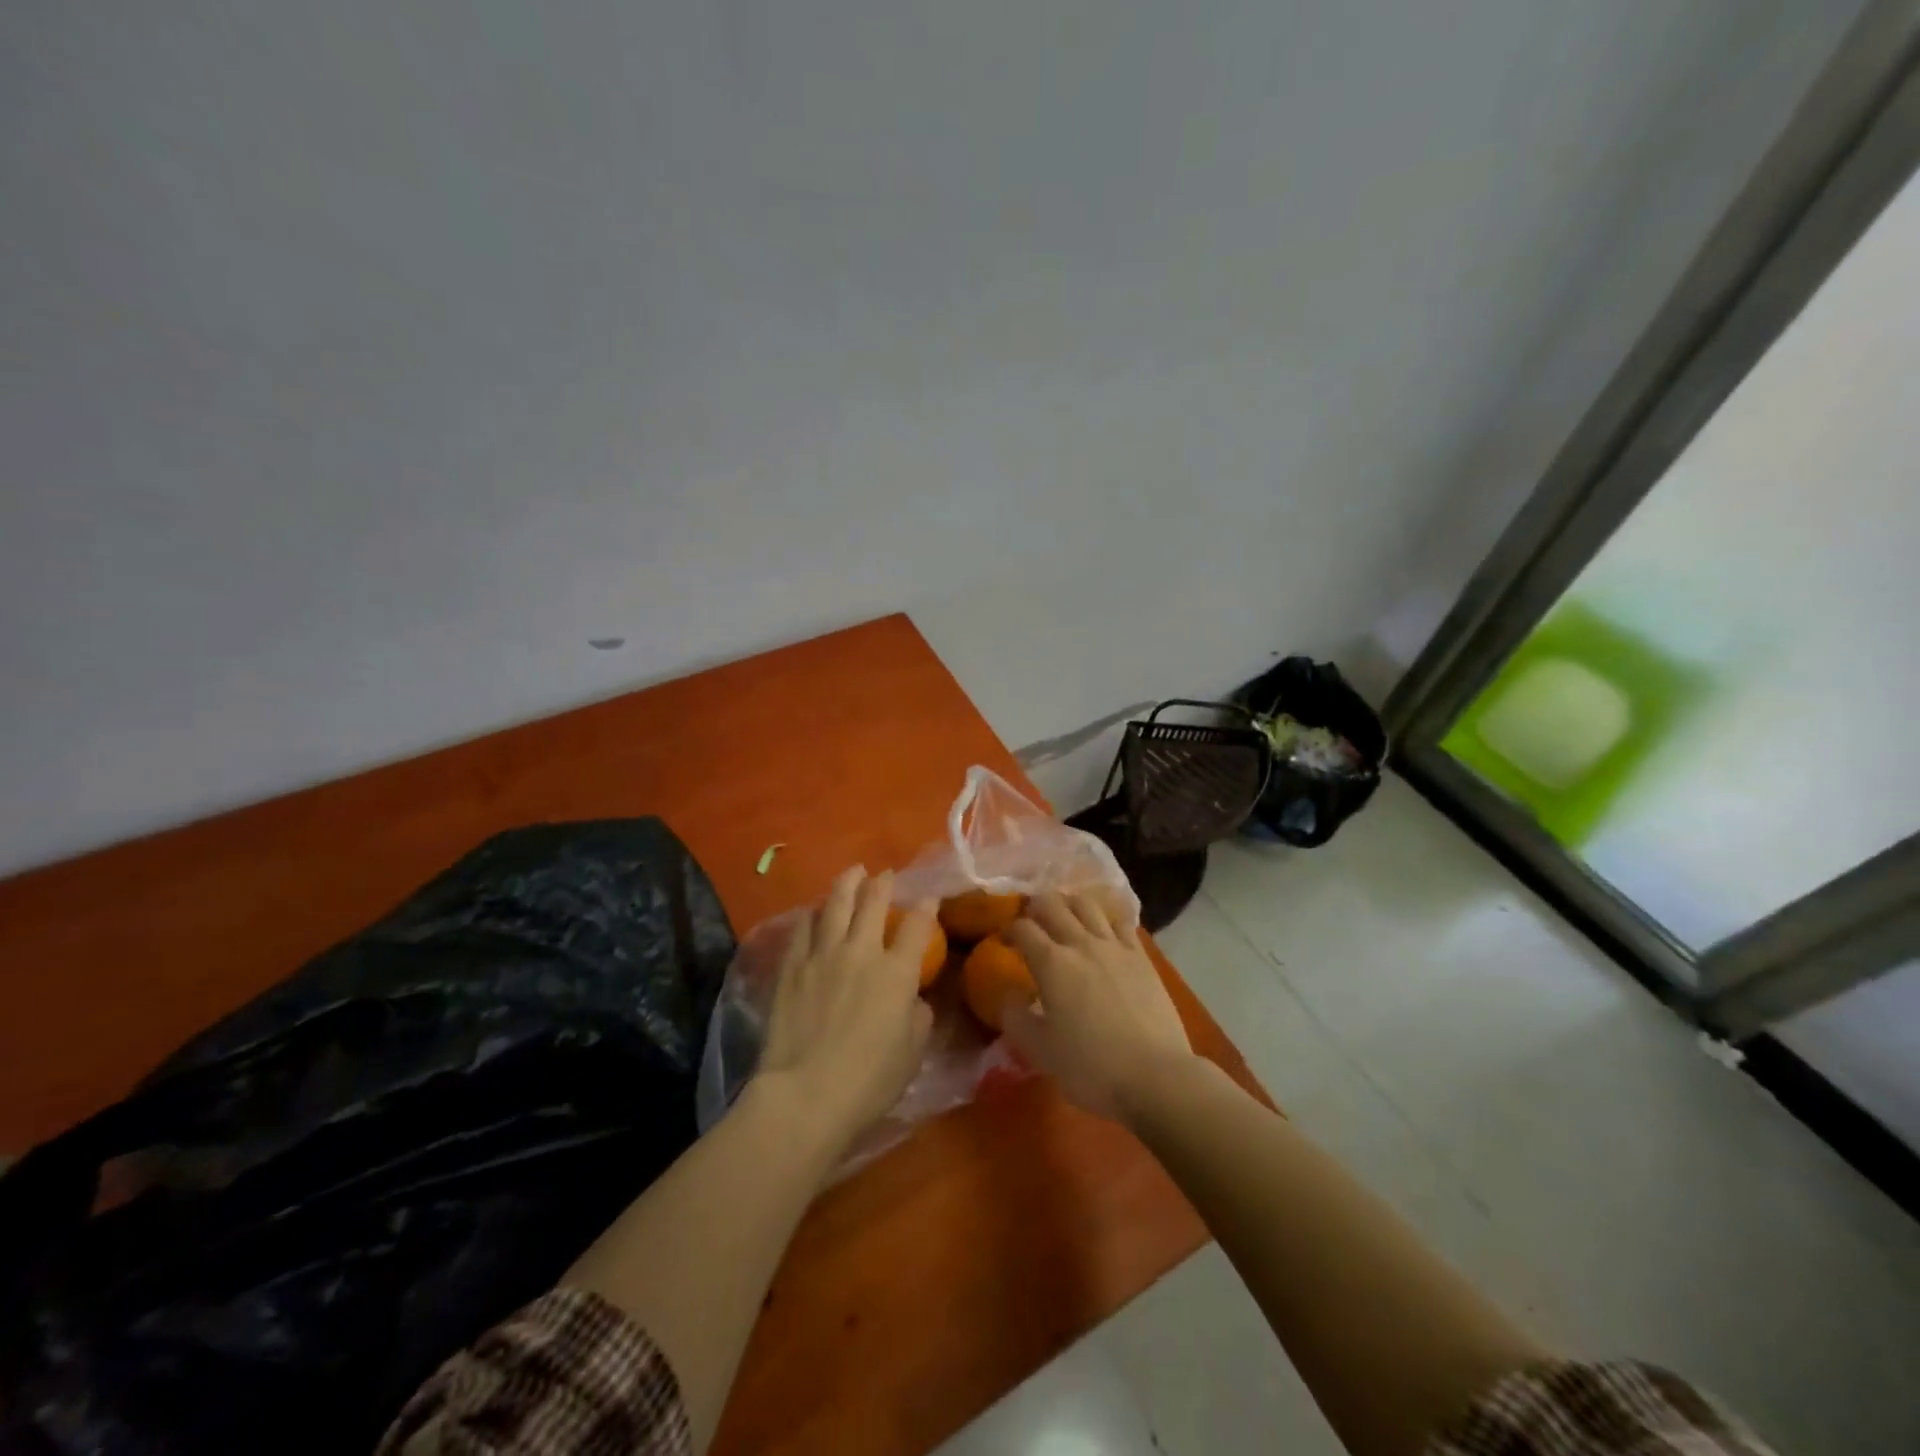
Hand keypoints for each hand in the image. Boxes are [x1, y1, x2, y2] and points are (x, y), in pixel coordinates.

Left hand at [754, 867, 934, 1155]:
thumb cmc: (868, 1081)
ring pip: (835, 905)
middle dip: (883, 883)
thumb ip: (918, 1018)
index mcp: (897, 973)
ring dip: (847, 884)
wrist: (805, 1095)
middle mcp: (862, 952)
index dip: (927, 907)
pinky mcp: (792, 967)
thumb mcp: (911, 1053)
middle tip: (886, 873)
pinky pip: (803, 929)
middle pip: (873, 903)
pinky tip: (814, 910)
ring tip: (852, 872)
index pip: (917, 927)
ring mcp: (823, 955)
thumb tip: (913, 999)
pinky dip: (812, 914)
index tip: (930, 897)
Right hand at [1003, 889, 1197, 1127]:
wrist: (1155, 1076)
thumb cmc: (1091, 1067)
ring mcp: (1115, 946)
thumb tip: (1008, 995)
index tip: (1005, 942)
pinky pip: (1121, 921)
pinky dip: (1105, 918)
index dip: (1009, 930)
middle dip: (1036, 907)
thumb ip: (1015, 1018)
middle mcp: (1081, 943)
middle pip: (1053, 904)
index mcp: (1051, 963)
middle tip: (1032, 921)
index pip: (1023, 928)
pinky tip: (1103, 929)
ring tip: (1065, 916)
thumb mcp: (1039, 1050)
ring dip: (1069, 904)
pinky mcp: (1141, 956)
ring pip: (1087, 904)